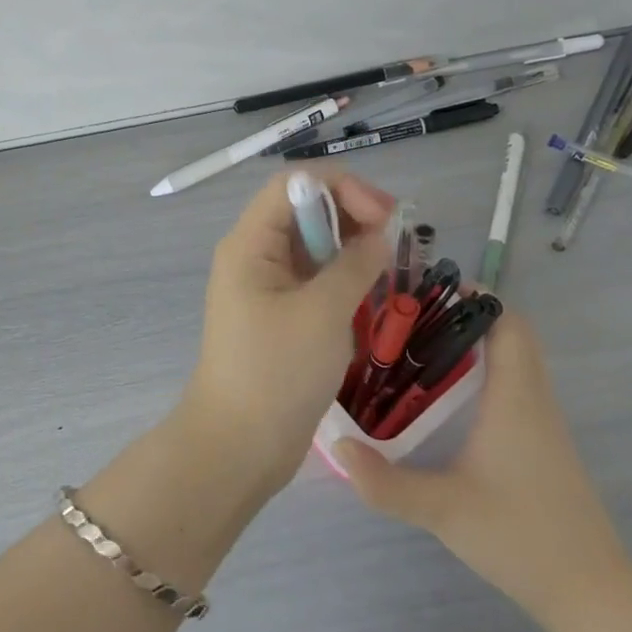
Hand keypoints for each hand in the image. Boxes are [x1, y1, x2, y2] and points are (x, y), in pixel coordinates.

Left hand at [179, 170, 396, 494]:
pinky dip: (343, 277)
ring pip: (313, 245)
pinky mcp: (281, 315)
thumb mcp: (322, 312)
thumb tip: (378, 236)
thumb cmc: (276, 373)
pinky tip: (369, 293)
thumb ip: (355, 265)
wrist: (239, 446)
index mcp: (250, 243)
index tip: (384, 215)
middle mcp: (255, 255)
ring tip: (386, 267)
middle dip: (351, 214)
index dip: (341, 187)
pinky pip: (315, 278)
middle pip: (305, 210)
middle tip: (393, 239)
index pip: (294, 185)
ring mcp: (267, 287)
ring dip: (350, 247)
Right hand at [332, 308, 631, 625]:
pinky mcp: (545, 447)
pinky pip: (518, 389)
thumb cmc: (520, 536)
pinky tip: (451, 402)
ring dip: (480, 346)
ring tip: (423, 351)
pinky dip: (489, 375)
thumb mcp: (443, 510)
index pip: (508, 324)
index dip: (478, 298)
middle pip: (513, 336)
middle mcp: (534, 400)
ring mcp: (545, 425)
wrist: (591, 593)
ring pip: (517, 363)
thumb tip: (337, 445)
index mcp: (515, 398)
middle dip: (469, 318)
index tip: (432, 291)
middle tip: (416, 320)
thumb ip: (386, 482)